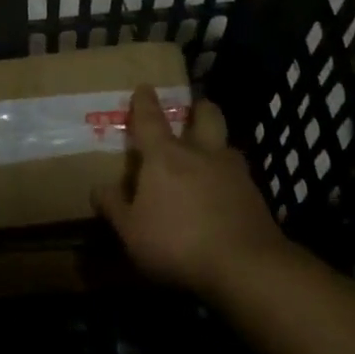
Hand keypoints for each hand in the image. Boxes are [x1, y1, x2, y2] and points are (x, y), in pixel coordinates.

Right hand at [93, 85, 284, 299]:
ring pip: (227, 144)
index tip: (144, 87)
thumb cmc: (177, 242)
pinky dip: (231, 179)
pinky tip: (225, 196)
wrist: (245, 266)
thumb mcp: (132, 232)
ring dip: (218, 145)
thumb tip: (98, 188)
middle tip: (193, 111)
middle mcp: (202, 153)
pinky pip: (240, 176)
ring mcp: (234, 172)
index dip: (145, 102)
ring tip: (210, 159)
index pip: (151, 119)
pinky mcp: (256, 195)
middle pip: (206, 115)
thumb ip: (114, 207)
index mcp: (165, 156)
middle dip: (199, 108)